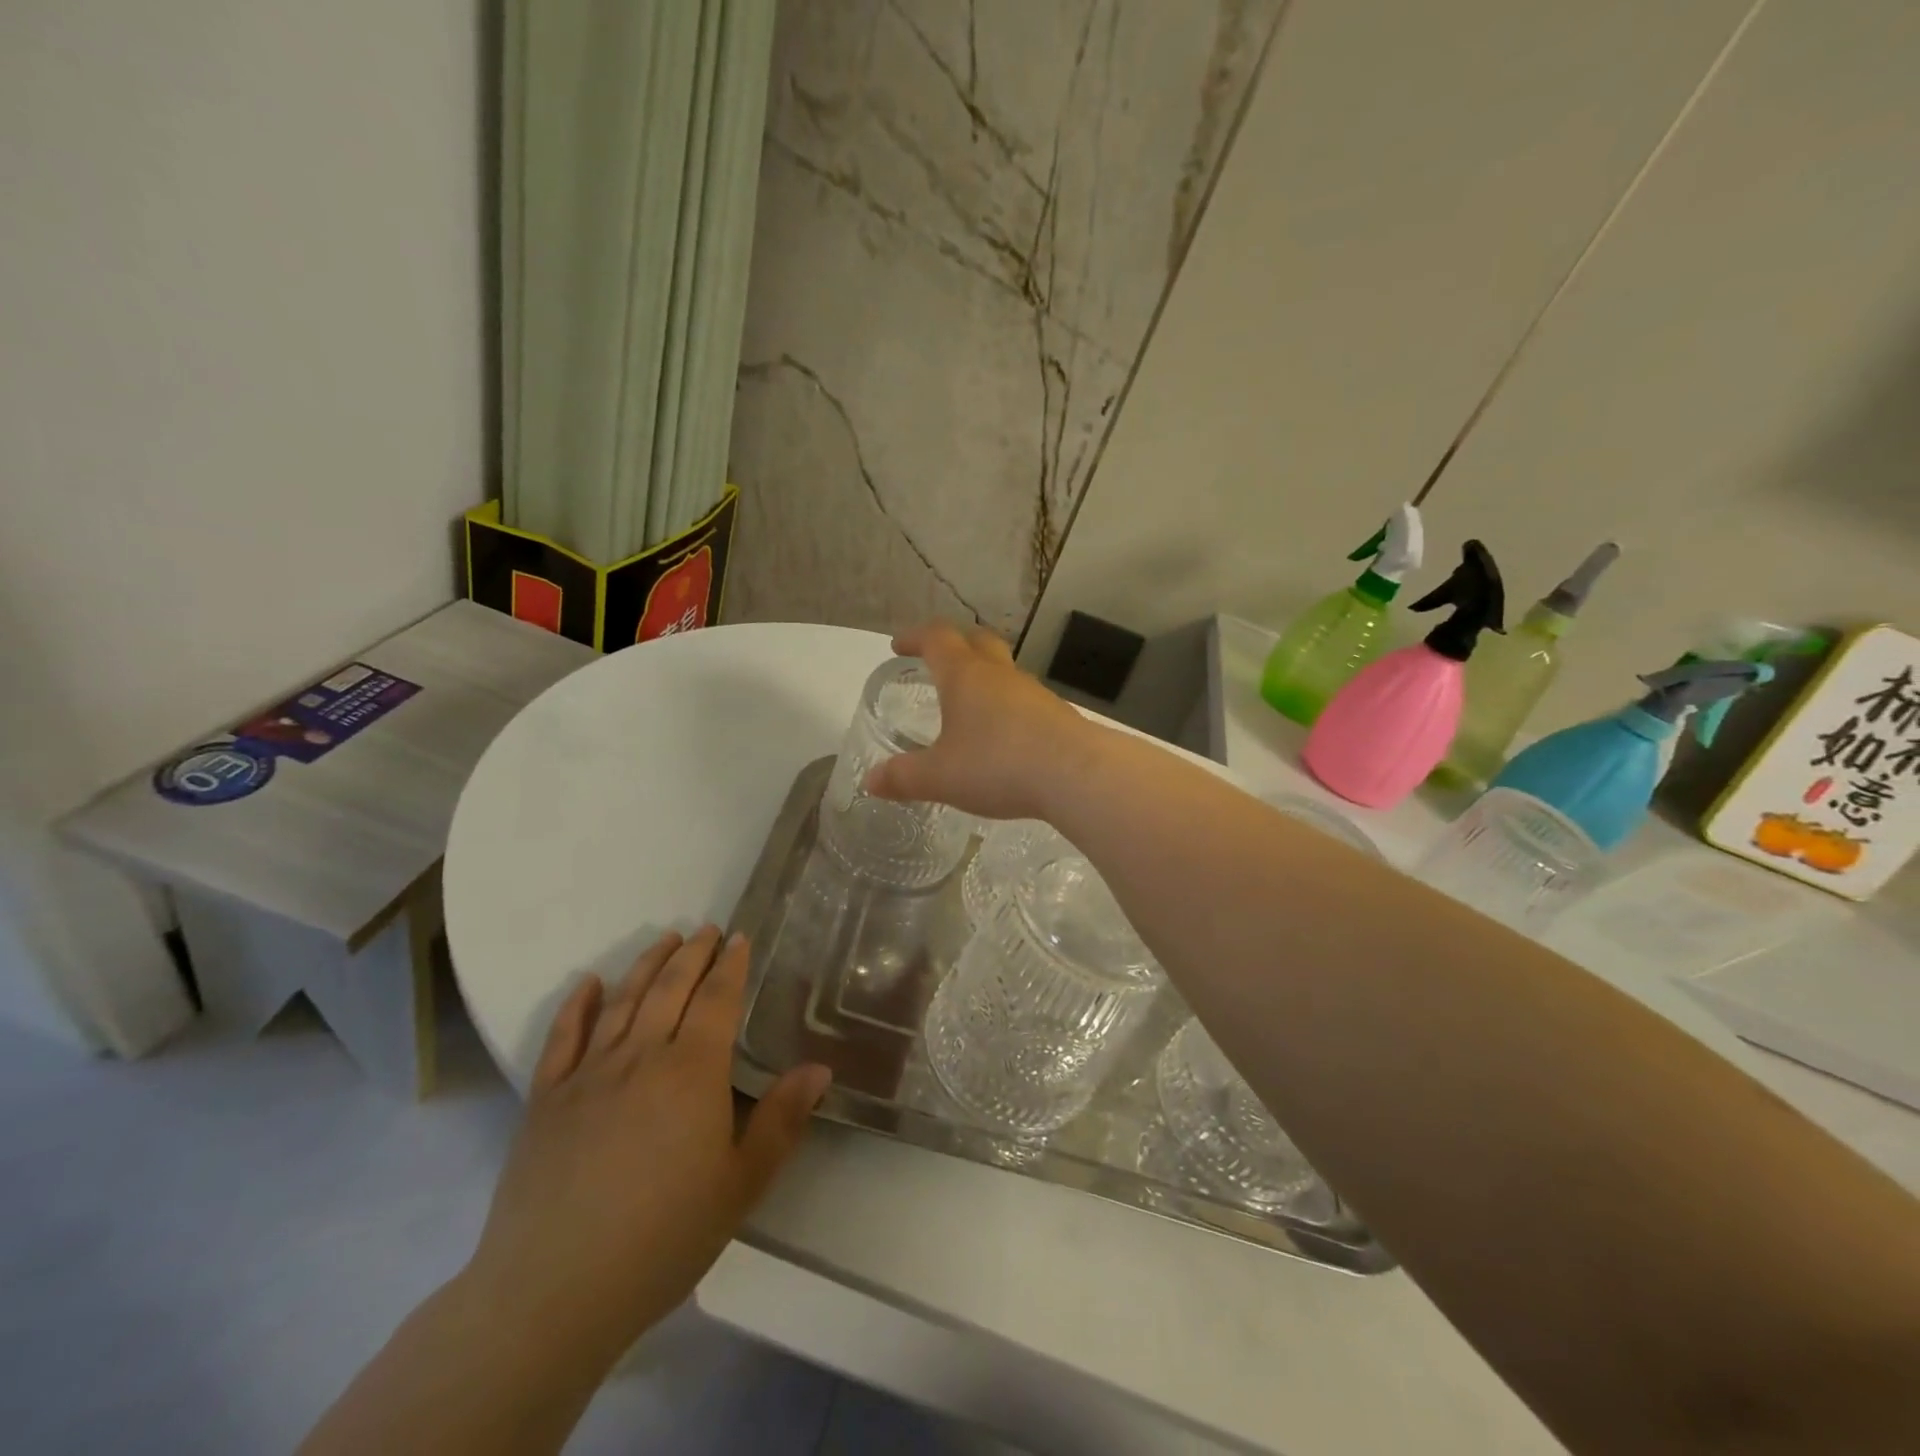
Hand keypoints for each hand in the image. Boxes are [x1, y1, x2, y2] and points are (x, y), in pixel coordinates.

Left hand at [463, 927, 829, 1367]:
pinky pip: (563, 1037)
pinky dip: (578, 1004)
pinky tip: (590, 983)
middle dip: (692, 954)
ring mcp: (589, 1074)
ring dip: (646, 965)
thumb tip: (820, 1068)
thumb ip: (783, 1120)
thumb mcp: (741, 1184)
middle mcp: (641, 1057)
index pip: (717, 1000)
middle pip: (670, 988)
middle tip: (707, 929)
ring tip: (665, 939)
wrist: (554, 1292)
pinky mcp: (546, 1099)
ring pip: (623, 1001)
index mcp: (693, 1071)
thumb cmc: (663, 1238)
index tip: (740, 938)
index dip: (730, 965)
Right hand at [865, 621, 1096, 820]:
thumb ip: (903, 777)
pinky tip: (1003, 738)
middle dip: (954, 645)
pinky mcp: (1057, 716)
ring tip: (968, 705)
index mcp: (965, 676)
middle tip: (936, 660)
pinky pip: (1024, 701)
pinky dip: (1007, 708)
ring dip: (984, 678)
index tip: (899, 645)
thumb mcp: (940, 777)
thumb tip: (870, 781)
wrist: (1076, 774)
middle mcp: (1000, 675)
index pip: (936, 638)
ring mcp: (1034, 693)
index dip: (915, 637)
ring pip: (1004, 672)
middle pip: (977, 641)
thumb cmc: (997, 765)